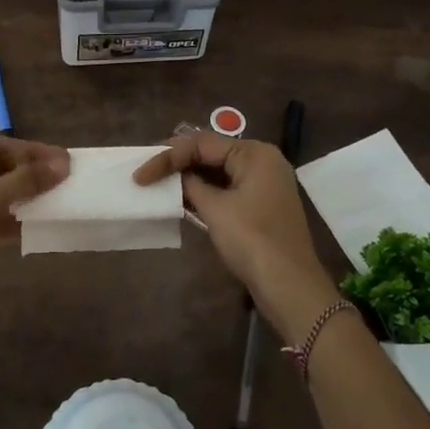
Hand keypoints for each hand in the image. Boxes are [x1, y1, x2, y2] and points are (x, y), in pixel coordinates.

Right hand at [134, 133, 339, 340]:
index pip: (202, 143)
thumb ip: (191, 186)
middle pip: (211, 153)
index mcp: (254, 153)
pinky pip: (227, 188)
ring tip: (158, 184)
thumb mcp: (216, 209)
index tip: (140, 175)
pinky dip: (204, 193)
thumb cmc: (252, 240)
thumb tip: (177, 177)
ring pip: (218, 171)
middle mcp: (262, 161)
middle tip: (146, 174)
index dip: (168, 156)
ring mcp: (264, 183)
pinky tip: (181, 200)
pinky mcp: (261, 205)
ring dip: (189, 178)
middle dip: (178, 163)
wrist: (289, 285)